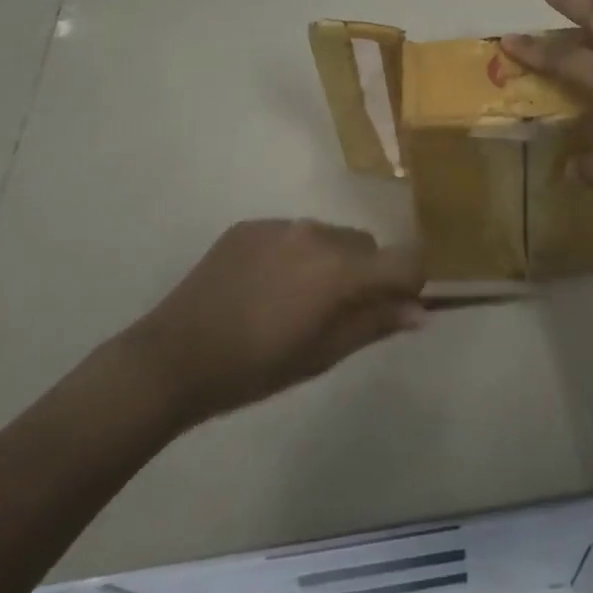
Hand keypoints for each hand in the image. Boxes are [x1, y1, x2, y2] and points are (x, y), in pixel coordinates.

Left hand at [117, 219, 425, 426]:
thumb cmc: (254, 369)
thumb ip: (374, 324)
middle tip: (337, 314)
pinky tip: (264, 288)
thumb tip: (420, 311)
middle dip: (366, 274)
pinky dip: (293, 255)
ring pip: (328, 237)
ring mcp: (281, 224)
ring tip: (295, 302)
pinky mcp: (250, 224)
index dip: (412, 280)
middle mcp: (317, 233)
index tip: (399, 305)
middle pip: (365, 246)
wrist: (173, 356)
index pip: (405, 258)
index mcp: (339, 269)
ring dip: (329, 262)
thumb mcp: (321, 356)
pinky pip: (291, 234)